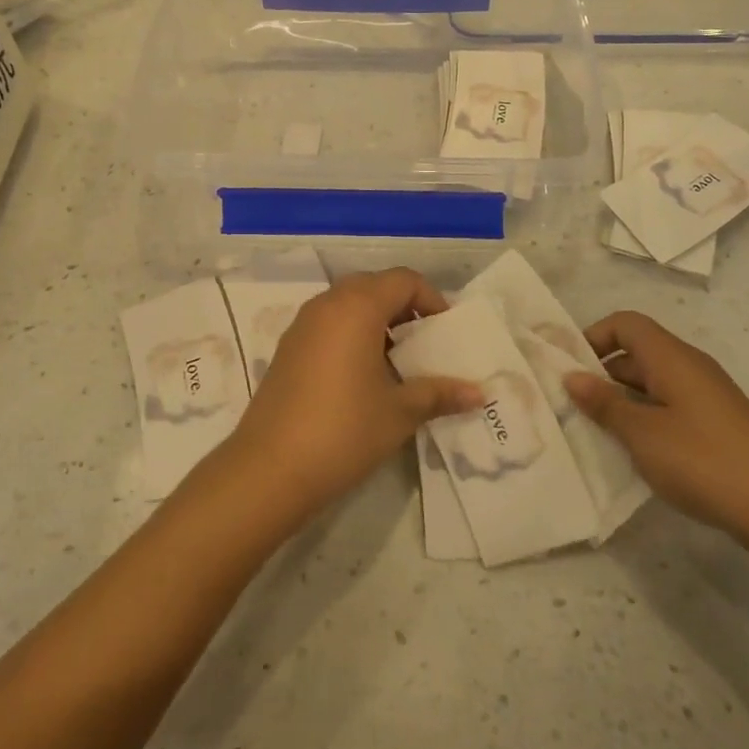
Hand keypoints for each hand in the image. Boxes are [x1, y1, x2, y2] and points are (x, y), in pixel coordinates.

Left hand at [219, 269, 481, 522]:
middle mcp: (327, 305)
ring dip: (377, 322)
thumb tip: (478, 393)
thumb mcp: (400, 412)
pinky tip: (363, 378)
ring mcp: (302, 325)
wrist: (270, 469)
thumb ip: (439, 393)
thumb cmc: (344, 430)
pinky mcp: (287, 349)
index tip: (445, 333)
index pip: (403, 280)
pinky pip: (329, 325)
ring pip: (348, 305)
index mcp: (356, 307)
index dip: (431, 299)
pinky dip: (352, 335)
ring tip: (397, 364)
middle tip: (424, 344)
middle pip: (374, 286)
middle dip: (404, 308)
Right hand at [564, 311, 748, 556]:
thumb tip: (571, 376)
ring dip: (622, 400)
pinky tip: (635, 451)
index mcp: (671, 357)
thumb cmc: (703, 460)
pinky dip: (646, 418)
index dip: (594, 337)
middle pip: (637, 352)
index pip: (625, 323)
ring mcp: (707, 396)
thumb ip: (604, 403)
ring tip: (596, 432)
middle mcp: (690, 367)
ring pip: (652, 382)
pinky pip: (670, 405)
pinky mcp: (717, 424)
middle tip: (573, 406)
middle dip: (602, 373)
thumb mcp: (642, 434)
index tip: (570, 370)